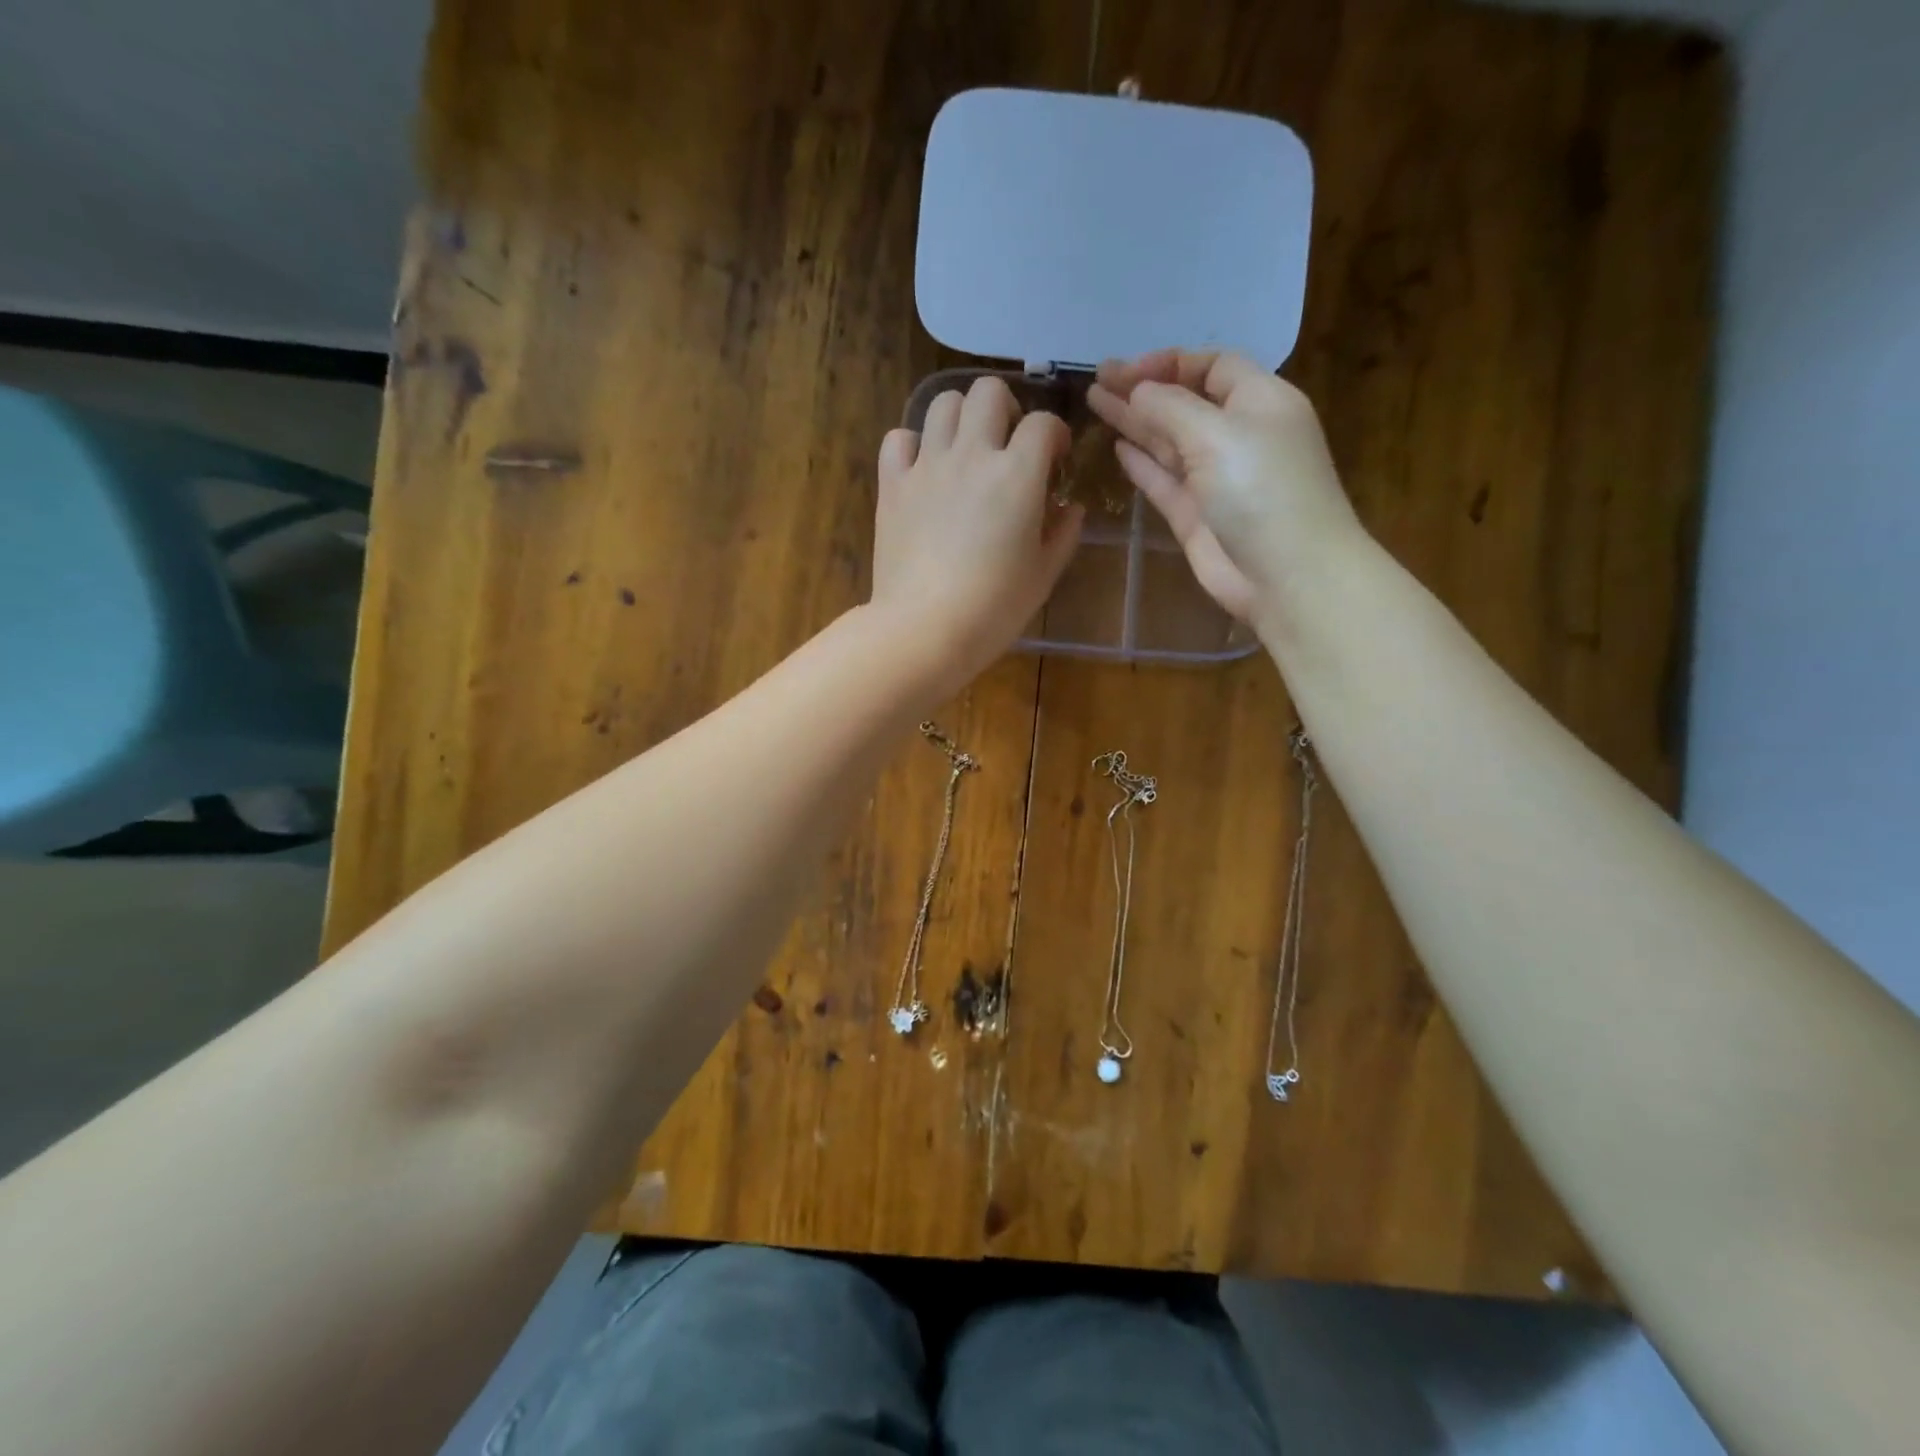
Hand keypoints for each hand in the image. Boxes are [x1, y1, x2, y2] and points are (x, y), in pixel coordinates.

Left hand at [872, 376, 1082, 688]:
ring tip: (966, 450)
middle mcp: (971, 455)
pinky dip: (913, 445)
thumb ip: (1063, 533)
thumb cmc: (994, 608)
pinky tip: (924, 469)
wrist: (925, 629)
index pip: (1044, 423)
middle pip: (988, 391)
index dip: (1054, 436)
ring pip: (942, 403)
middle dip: (1006, 410)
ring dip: (961, 418)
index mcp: (1017, 474)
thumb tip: (1070, 507)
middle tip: (1008, 446)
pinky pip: (898, 439)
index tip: (1055, 461)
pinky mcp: (892, 485)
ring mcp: (927, 466)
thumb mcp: (1044, 574)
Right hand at [1087, 349, 1361, 625]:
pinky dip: (1142, 463)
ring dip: (1135, 421)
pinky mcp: (1197, 516)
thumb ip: (1170, 408)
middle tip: (1097, 379)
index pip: (1213, 366)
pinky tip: (1117, 446)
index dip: (1170, 363)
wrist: (1287, 574)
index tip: (1127, 370)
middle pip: (1185, 402)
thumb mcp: (1216, 433)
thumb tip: (1137, 390)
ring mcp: (1216, 478)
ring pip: (1169, 441)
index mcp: (1260, 401)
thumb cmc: (1261, 490)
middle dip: (1143, 389)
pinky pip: (1164, 480)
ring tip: (1095, 402)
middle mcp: (1238, 435)